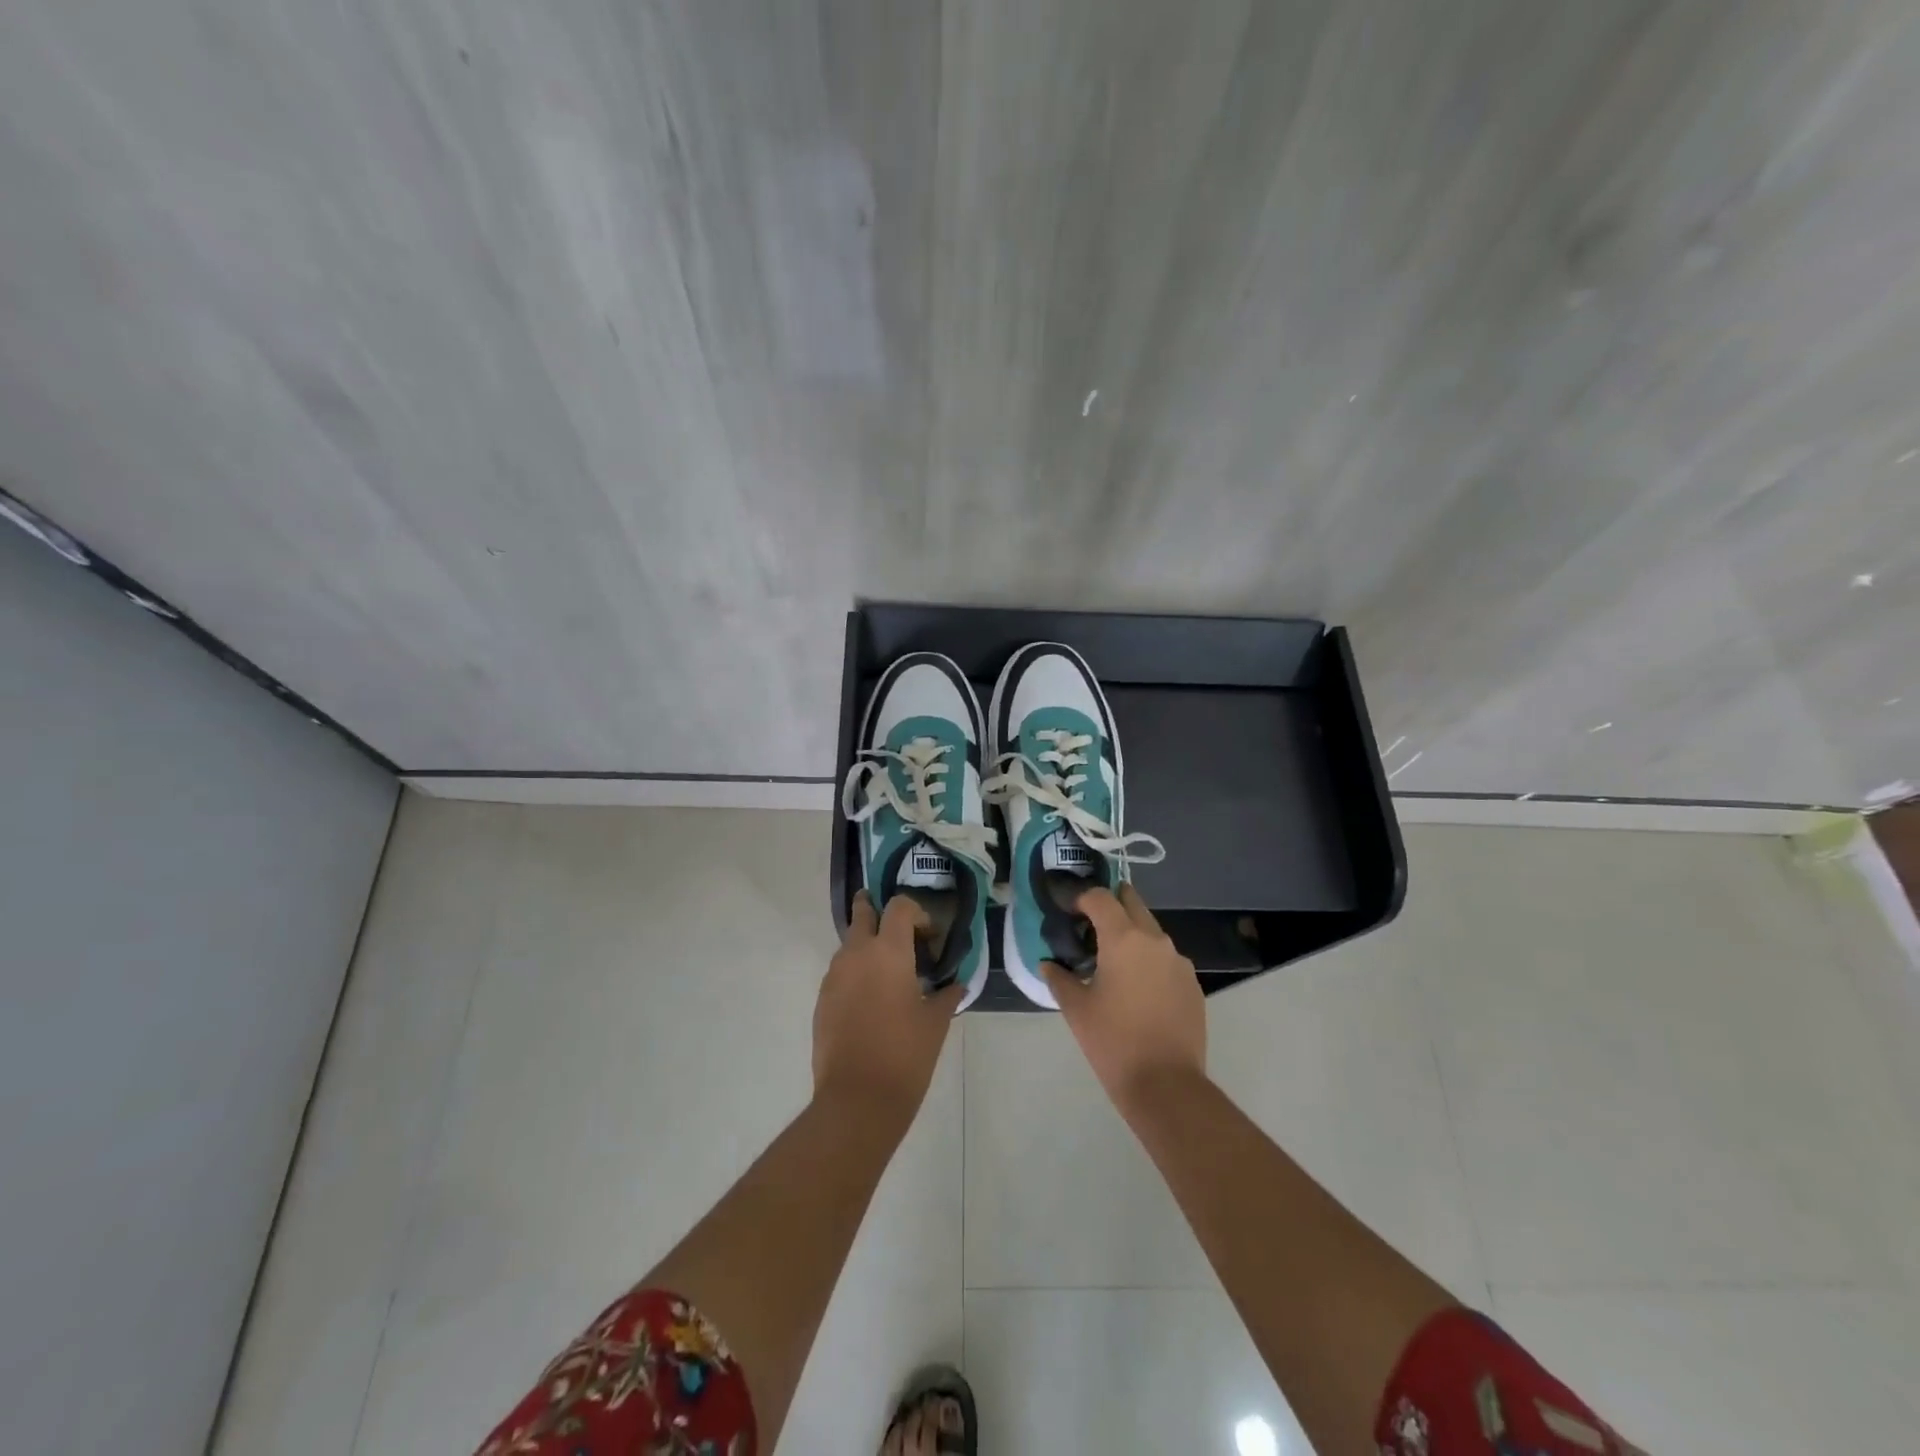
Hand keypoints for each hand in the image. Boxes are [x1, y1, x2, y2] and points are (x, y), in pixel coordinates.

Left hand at [813, 892, 959, 1115]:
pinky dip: (855, 972)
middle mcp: (857, 953)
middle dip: (876, 910)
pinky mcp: (821, 999)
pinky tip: (871, 1000)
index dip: (916, 912)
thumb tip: (956, 985)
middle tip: (896, 927)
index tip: (929, 935)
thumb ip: (946, 995)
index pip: (899, 907)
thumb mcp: (936, 1022)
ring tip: (888, 972)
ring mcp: (834, 976)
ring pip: (849, 943)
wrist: (857, 1098)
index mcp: (889, 951)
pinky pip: (840, 972)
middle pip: (862, 912)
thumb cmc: (905, 1054)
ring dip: (866, 945)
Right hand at [1043, 883, 1205, 1114]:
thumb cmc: (1113, 1042)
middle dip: (1110, 906)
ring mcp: (1179, 962)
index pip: (1101, 897)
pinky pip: (1166, 959)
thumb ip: (1059, 978)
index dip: (1082, 897)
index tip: (1069, 911)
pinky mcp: (1192, 984)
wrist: (1166, 1085)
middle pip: (1132, 903)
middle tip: (1089, 926)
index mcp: (1124, 939)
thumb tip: (1049, 964)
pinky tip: (1137, 989)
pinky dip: (1149, 961)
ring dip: (1131, 934)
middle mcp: (1155, 940)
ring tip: (1111, 962)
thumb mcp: (1076, 1009)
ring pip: (1151, 931)